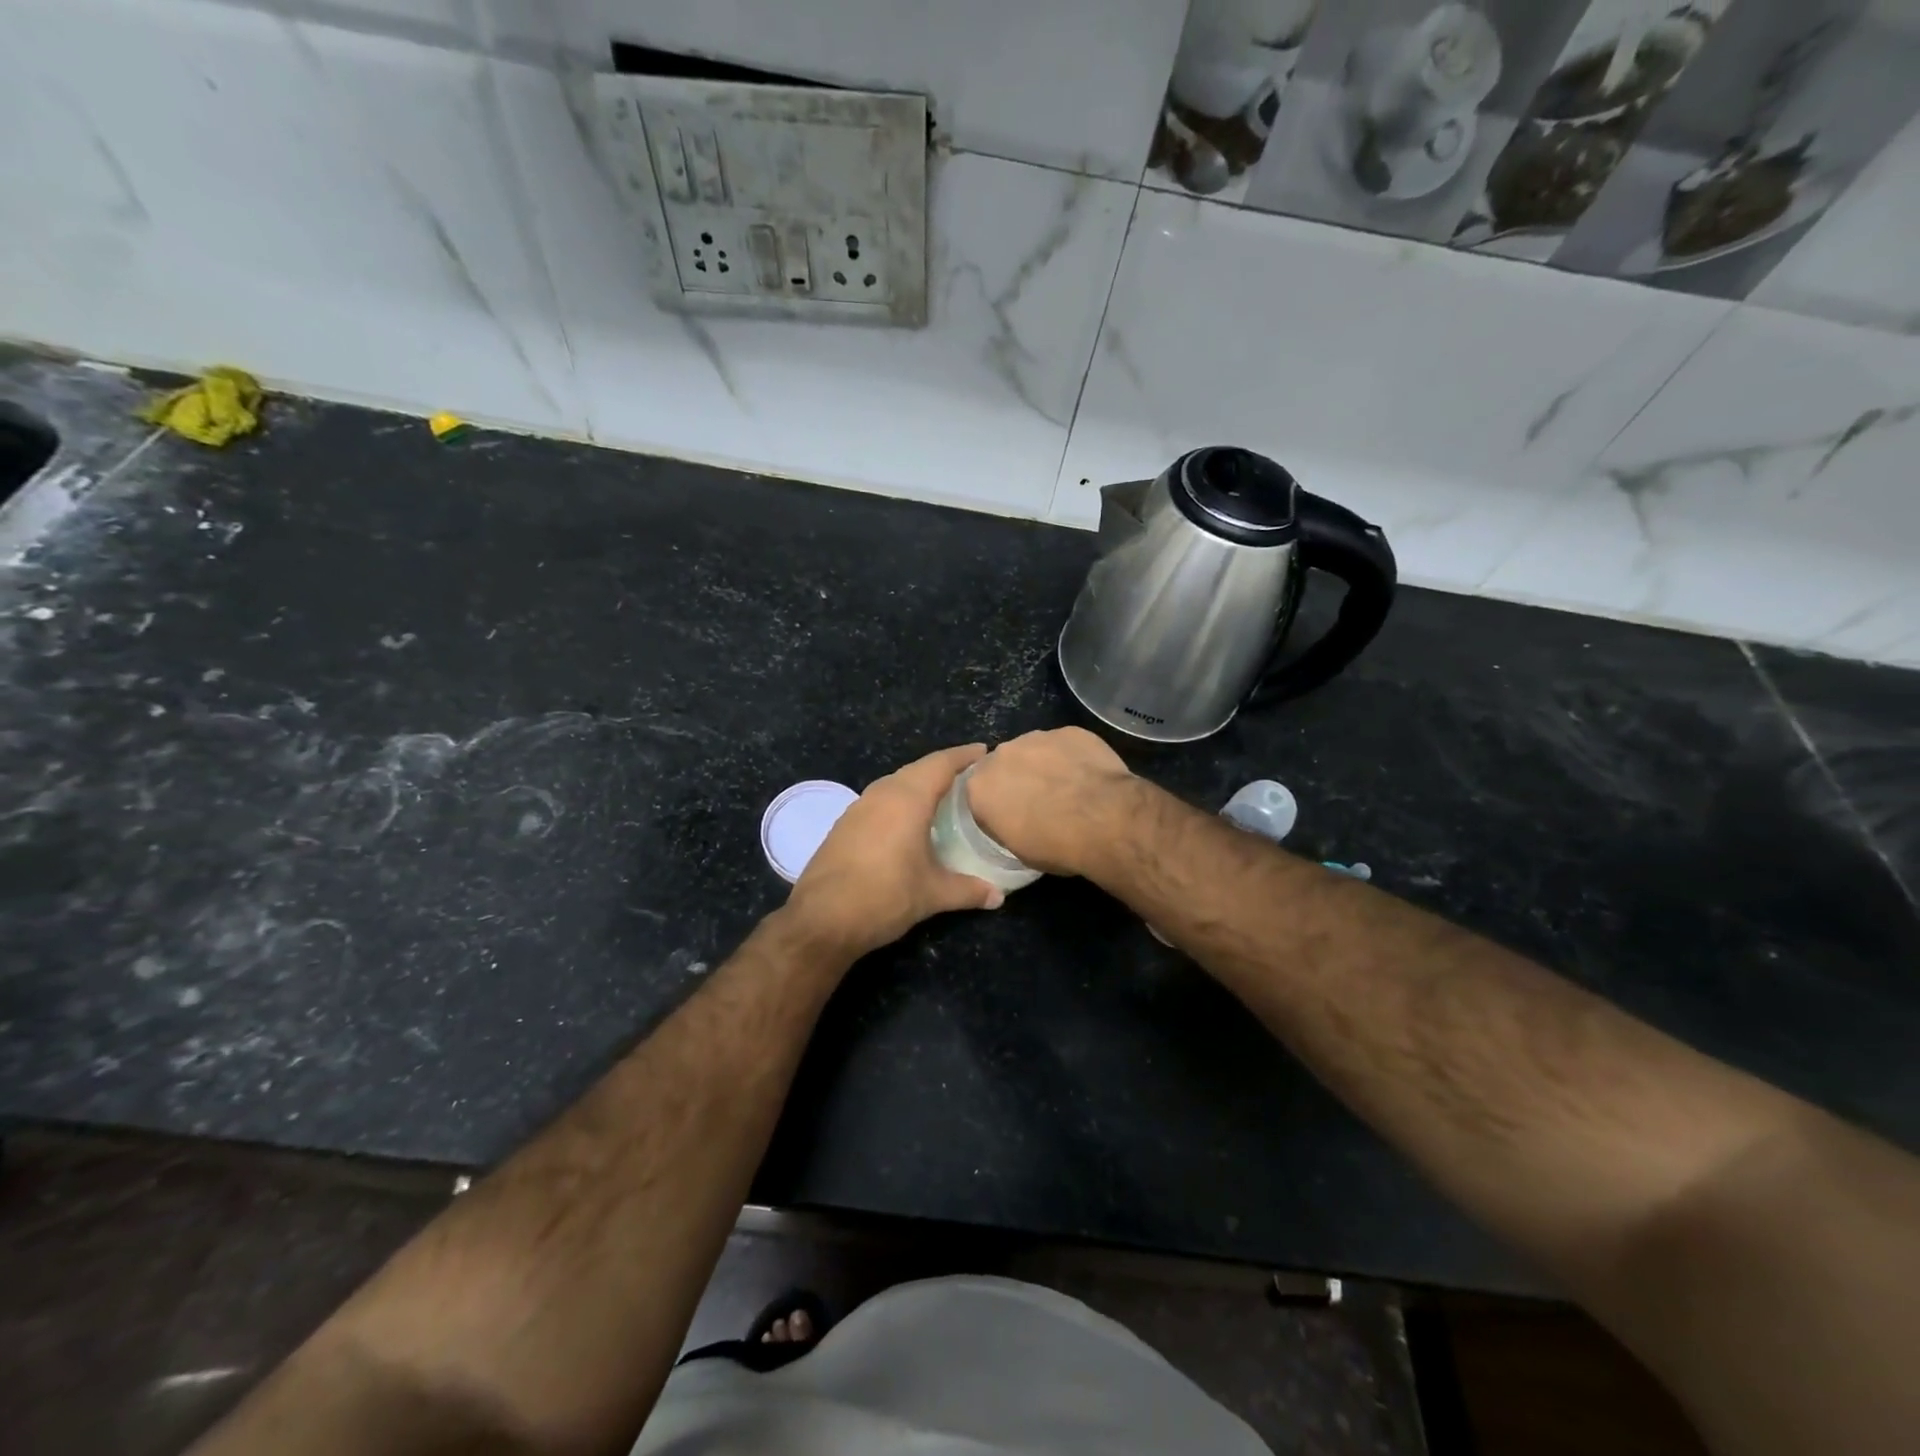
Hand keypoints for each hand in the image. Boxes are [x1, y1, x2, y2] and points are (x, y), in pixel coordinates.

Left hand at [786, 744, 1003, 959]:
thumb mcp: (933, 894)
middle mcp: (881, 794)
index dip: (964, 755)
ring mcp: (858, 808)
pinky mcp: (843, 825)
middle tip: (970, 776)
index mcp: (907, 799)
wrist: (821, 920)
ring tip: (943, 796)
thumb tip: (998, 897)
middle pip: (917, 769)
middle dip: (943, 768)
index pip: (940, 764)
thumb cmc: (885, 897)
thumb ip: (969, 890)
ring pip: (895, 784)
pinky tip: (908, 821)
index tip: (985, 751)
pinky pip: (879, 801)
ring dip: (919, 784)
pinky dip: (899, 801)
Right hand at [964, 728, 1134, 876]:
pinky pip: (1065, 745)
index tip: (1013, 819)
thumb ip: (1006, 825)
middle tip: (1040, 801)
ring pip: (1034, 750)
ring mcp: (1037, 737)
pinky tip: (1089, 776)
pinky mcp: (1069, 731)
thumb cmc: (1057, 845)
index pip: (980, 795)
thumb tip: (1014, 820)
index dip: (997, 807)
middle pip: (1004, 765)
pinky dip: (1072, 757)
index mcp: (980, 787)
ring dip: (1044, 765)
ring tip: (1068, 788)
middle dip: (1017, 779)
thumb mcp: (1019, 850)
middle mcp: (1001, 754)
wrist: (1105, 821)